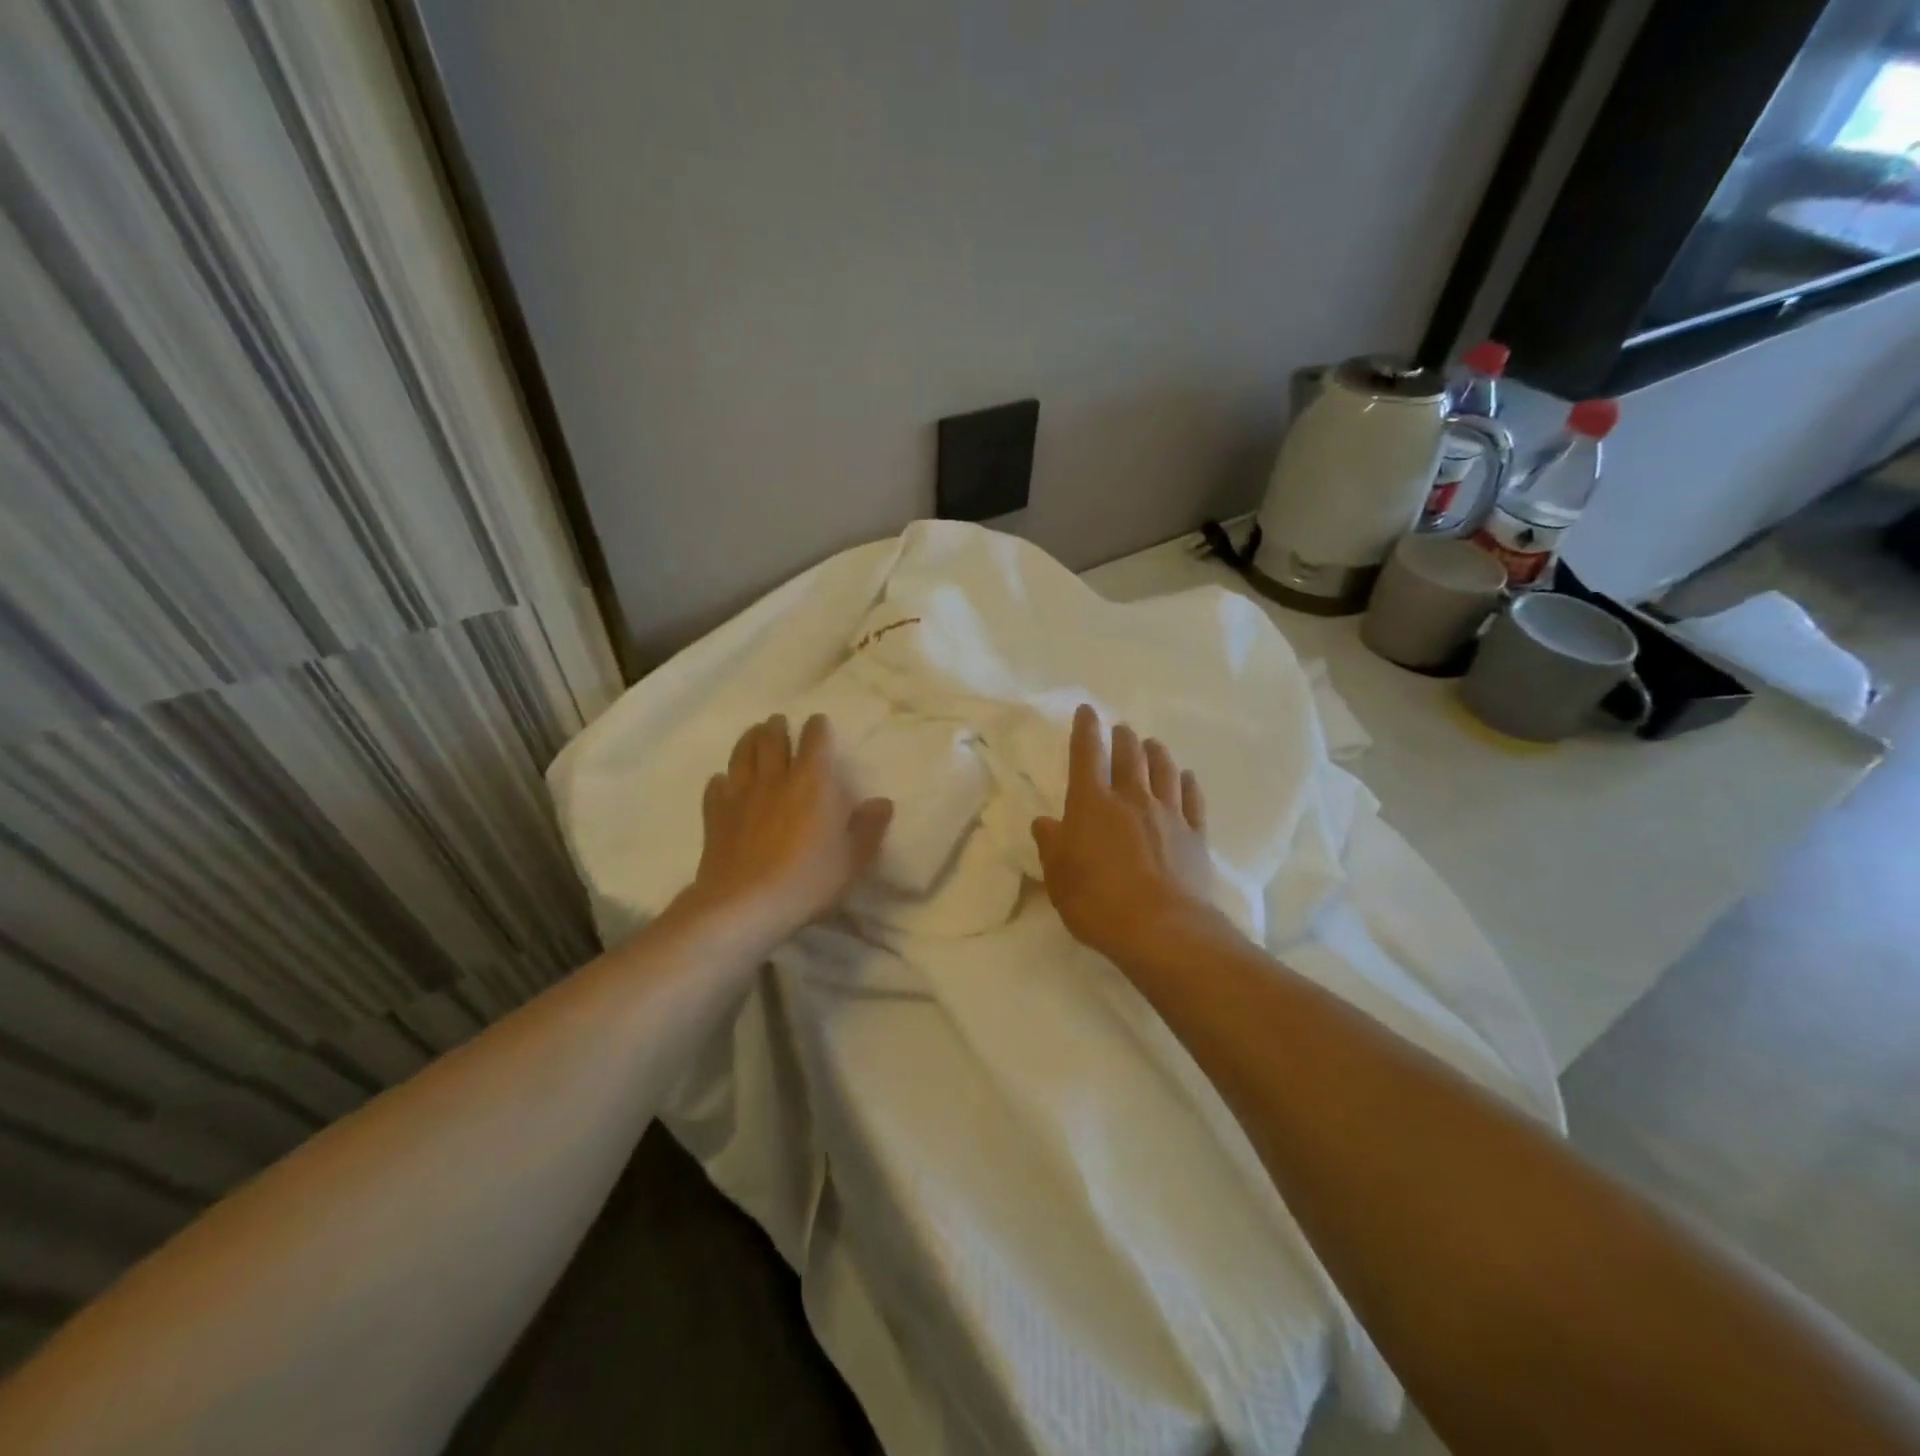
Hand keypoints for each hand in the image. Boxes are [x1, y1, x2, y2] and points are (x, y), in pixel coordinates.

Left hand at [687, 714, 893, 942]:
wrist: (745, 904)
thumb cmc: (808, 880)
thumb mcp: (853, 859)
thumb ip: (869, 828)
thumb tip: (882, 802)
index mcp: (813, 782)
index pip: (815, 741)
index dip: (818, 728)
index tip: (818, 722)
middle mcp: (775, 778)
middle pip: (772, 739)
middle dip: (777, 727)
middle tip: (779, 722)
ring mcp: (741, 795)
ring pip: (742, 754)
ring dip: (749, 740)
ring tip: (754, 734)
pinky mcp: (715, 815)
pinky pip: (716, 786)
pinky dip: (722, 779)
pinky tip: (724, 782)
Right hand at [1032, 705, 1218, 964]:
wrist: (1162, 929)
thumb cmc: (1098, 902)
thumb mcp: (1059, 878)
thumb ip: (1051, 845)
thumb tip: (1045, 823)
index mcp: (1092, 804)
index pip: (1087, 756)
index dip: (1085, 730)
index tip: (1087, 711)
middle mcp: (1131, 799)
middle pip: (1130, 756)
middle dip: (1123, 738)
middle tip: (1121, 729)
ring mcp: (1168, 815)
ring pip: (1164, 771)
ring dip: (1157, 753)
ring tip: (1153, 744)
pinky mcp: (1195, 835)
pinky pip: (1193, 799)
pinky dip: (1188, 784)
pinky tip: (1186, 778)